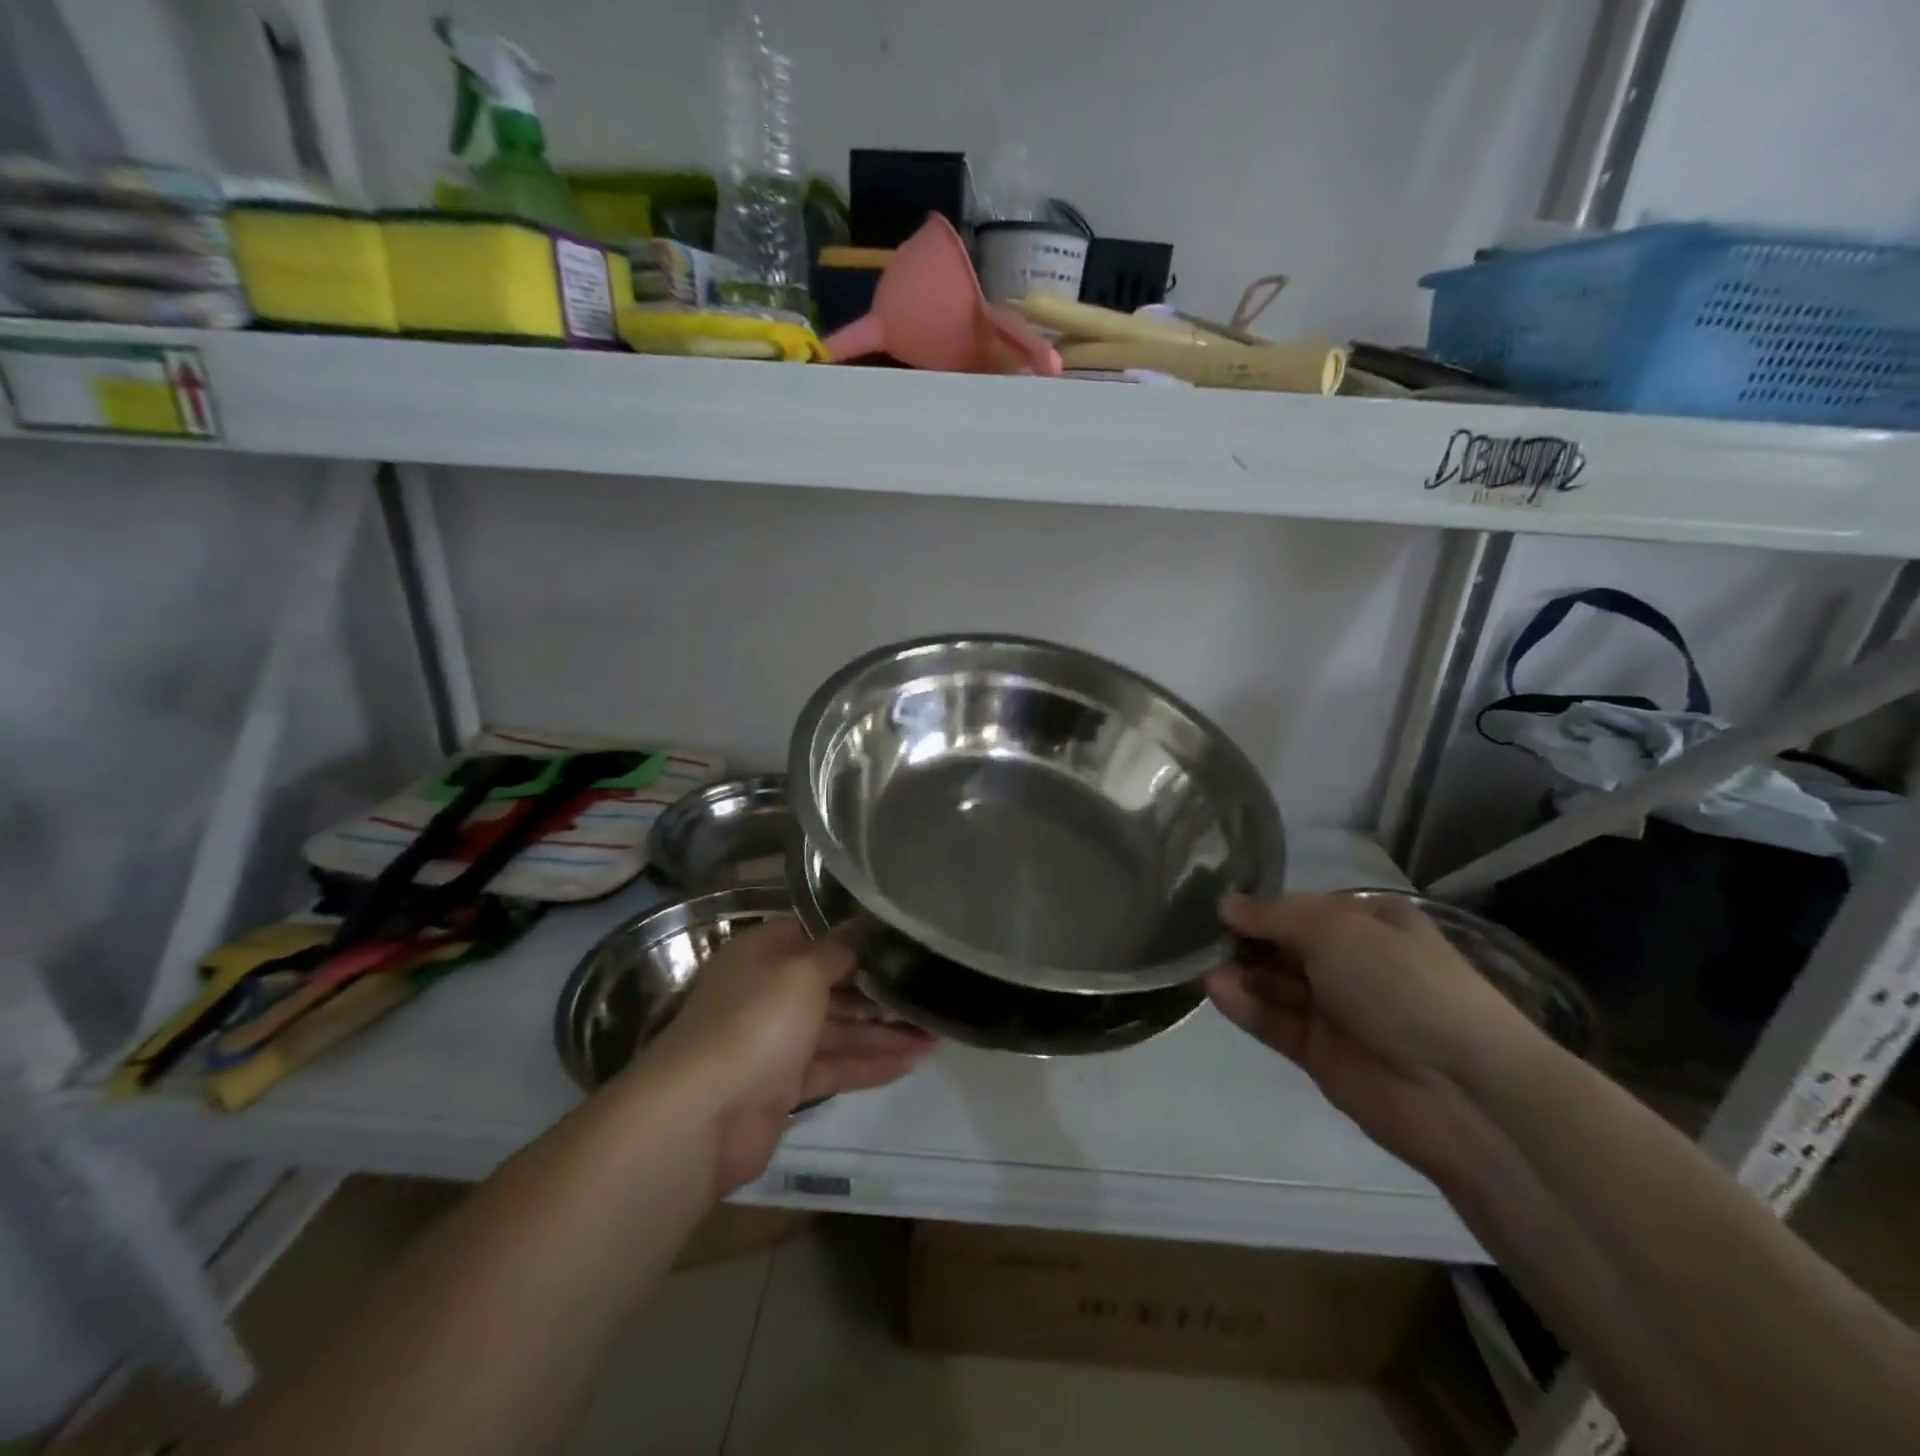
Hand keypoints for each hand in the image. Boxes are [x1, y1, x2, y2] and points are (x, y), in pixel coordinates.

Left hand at [643, 918, 933, 1192]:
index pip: (817, 936)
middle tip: (930, 991)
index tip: (902, 939)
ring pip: (838, 1029)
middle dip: (880, 990)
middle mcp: (769, 992)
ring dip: (884, 1032)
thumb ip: (838, 949)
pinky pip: (834, 1067)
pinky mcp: (783, 1086)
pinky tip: (912, 1062)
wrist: (702, 1116)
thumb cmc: (755, 1021)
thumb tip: (864, 924)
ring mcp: (775, 1042)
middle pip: (833, 985)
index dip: (857, 938)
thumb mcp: (802, 971)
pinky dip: (869, 1065)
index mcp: (764, 954)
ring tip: (936, 1033)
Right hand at [1204, 894, 1534, 1175]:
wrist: (1462, 1090)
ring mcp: (1336, 1011)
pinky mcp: (1320, 1054)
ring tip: (1195, 961)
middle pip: (1282, 946)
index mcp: (1368, 923)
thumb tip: (1225, 904)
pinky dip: (1246, 1006)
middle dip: (1241, 939)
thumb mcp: (1335, 930)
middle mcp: (1351, 962)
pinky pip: (1275, 1023)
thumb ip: (1274, 917)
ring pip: (1274, 985)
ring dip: (1238, 972)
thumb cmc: (1401, 984)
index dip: (1257, 906)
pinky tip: (1214, 990)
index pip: (1299, 908)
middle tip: (1192, 933)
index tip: (1211, 903)